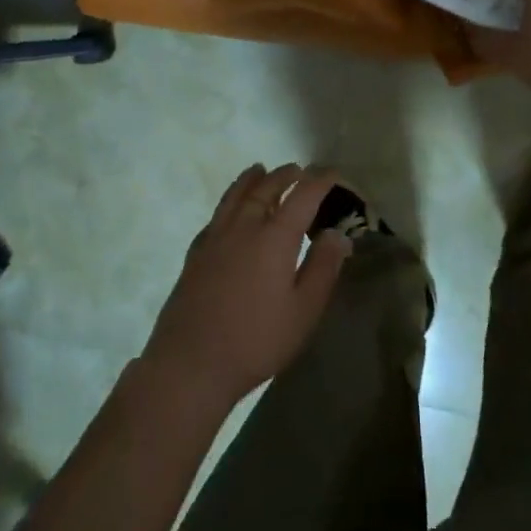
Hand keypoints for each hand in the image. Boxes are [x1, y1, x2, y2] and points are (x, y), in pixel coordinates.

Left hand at [141, 164, 351, 412]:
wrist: (192, 361)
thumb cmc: (256, 340)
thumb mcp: (303, 311)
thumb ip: (322, 268)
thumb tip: (338, 233)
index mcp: (274, 237)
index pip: (302, 196)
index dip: (320, 182)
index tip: (333, 174)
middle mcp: (244, 227)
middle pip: (266, 189)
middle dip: (285, 176)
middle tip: (298, 169)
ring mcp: (215, 237)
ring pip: (235, 196)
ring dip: (251, 180)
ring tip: (260, 169)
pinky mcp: (196, 253)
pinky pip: (216, 215)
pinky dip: (228, 202)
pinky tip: (229, 209)